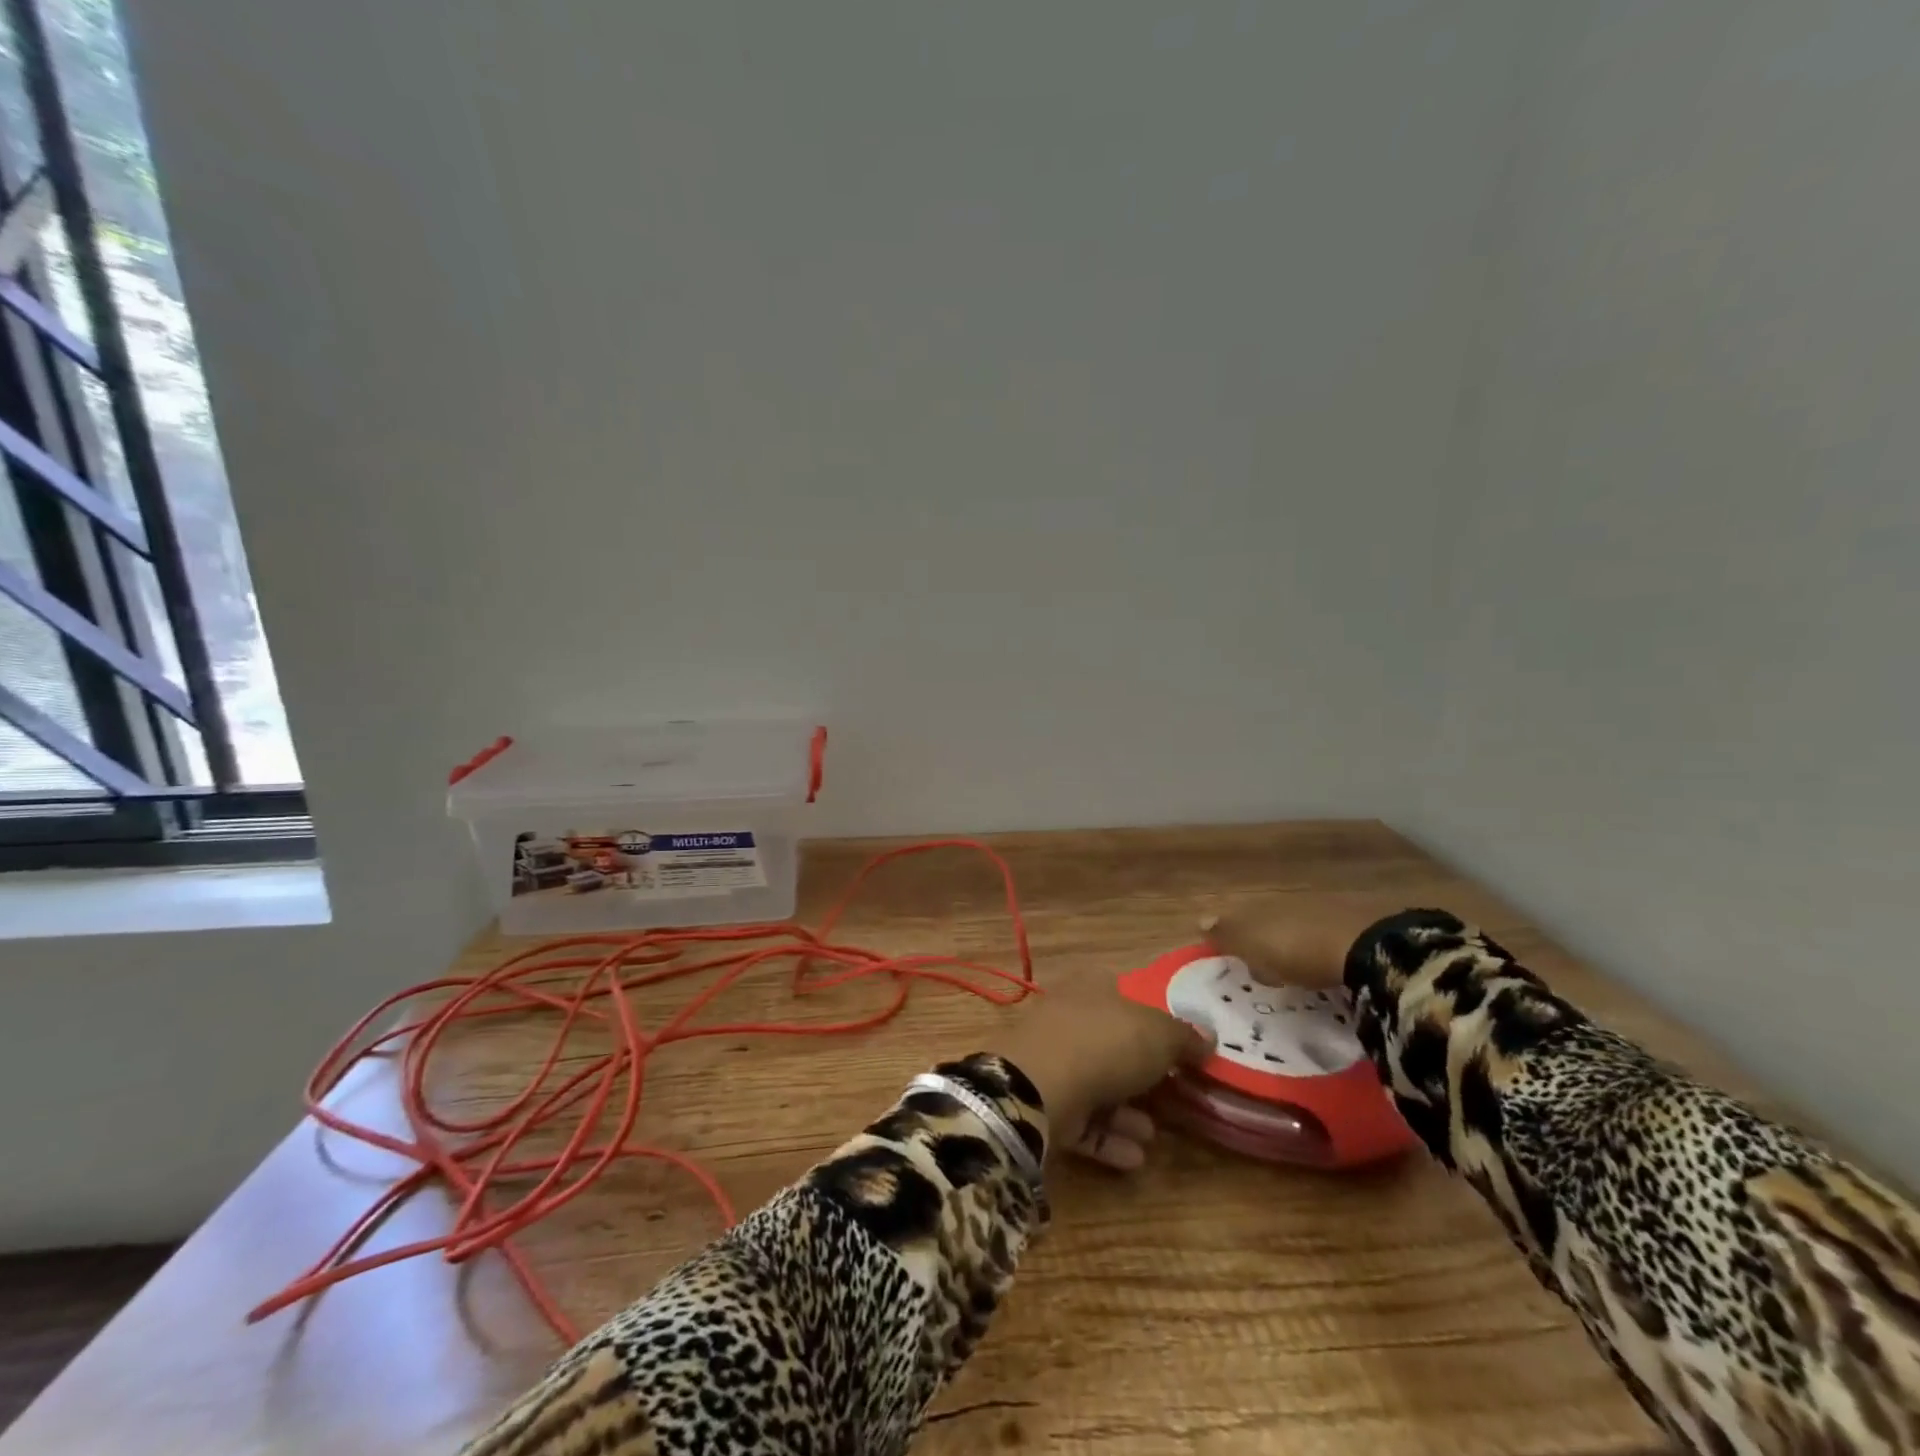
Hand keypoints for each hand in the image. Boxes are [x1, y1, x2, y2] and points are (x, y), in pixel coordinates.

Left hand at [991, 980, 1211, 1171]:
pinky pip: (1081, 1119)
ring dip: (1127, 1112)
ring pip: (1097, 1084)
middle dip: (1142, 1073)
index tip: (1179, 1047)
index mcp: (1092, 987)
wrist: (1037, 1087)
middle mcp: (1068, 1018)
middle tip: (1173, 1096)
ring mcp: (1051, 1060)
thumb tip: (1207, 1037)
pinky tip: (1134, 1157)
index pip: (1124, 995)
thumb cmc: (1104, 1044)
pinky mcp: (1042, 1102)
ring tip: (1152, 1135)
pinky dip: (1108, 1137)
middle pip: (1112, 1043)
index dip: (1152, 1018)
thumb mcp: (1159, 1034)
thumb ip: (1184, 1036)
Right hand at [1199, 895, 1403, 988]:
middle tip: (1262, 963)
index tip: (1229, 953)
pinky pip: (1328, 935)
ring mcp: (1324, 908)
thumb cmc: (1296, 948)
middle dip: (1264, 935)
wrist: (1366, 945)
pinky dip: (1321, 946)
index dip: (1232, 933)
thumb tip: (1199, 920)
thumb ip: (1227, 933)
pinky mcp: (1356, 924)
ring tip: (1294, 966)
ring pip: (1298, 923)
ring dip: (1294, 940)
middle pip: (1269, 918)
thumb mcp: (1253, 944)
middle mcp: (1289, 900)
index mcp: (1261, 905)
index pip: (1238, 916)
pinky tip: (1325, 962)